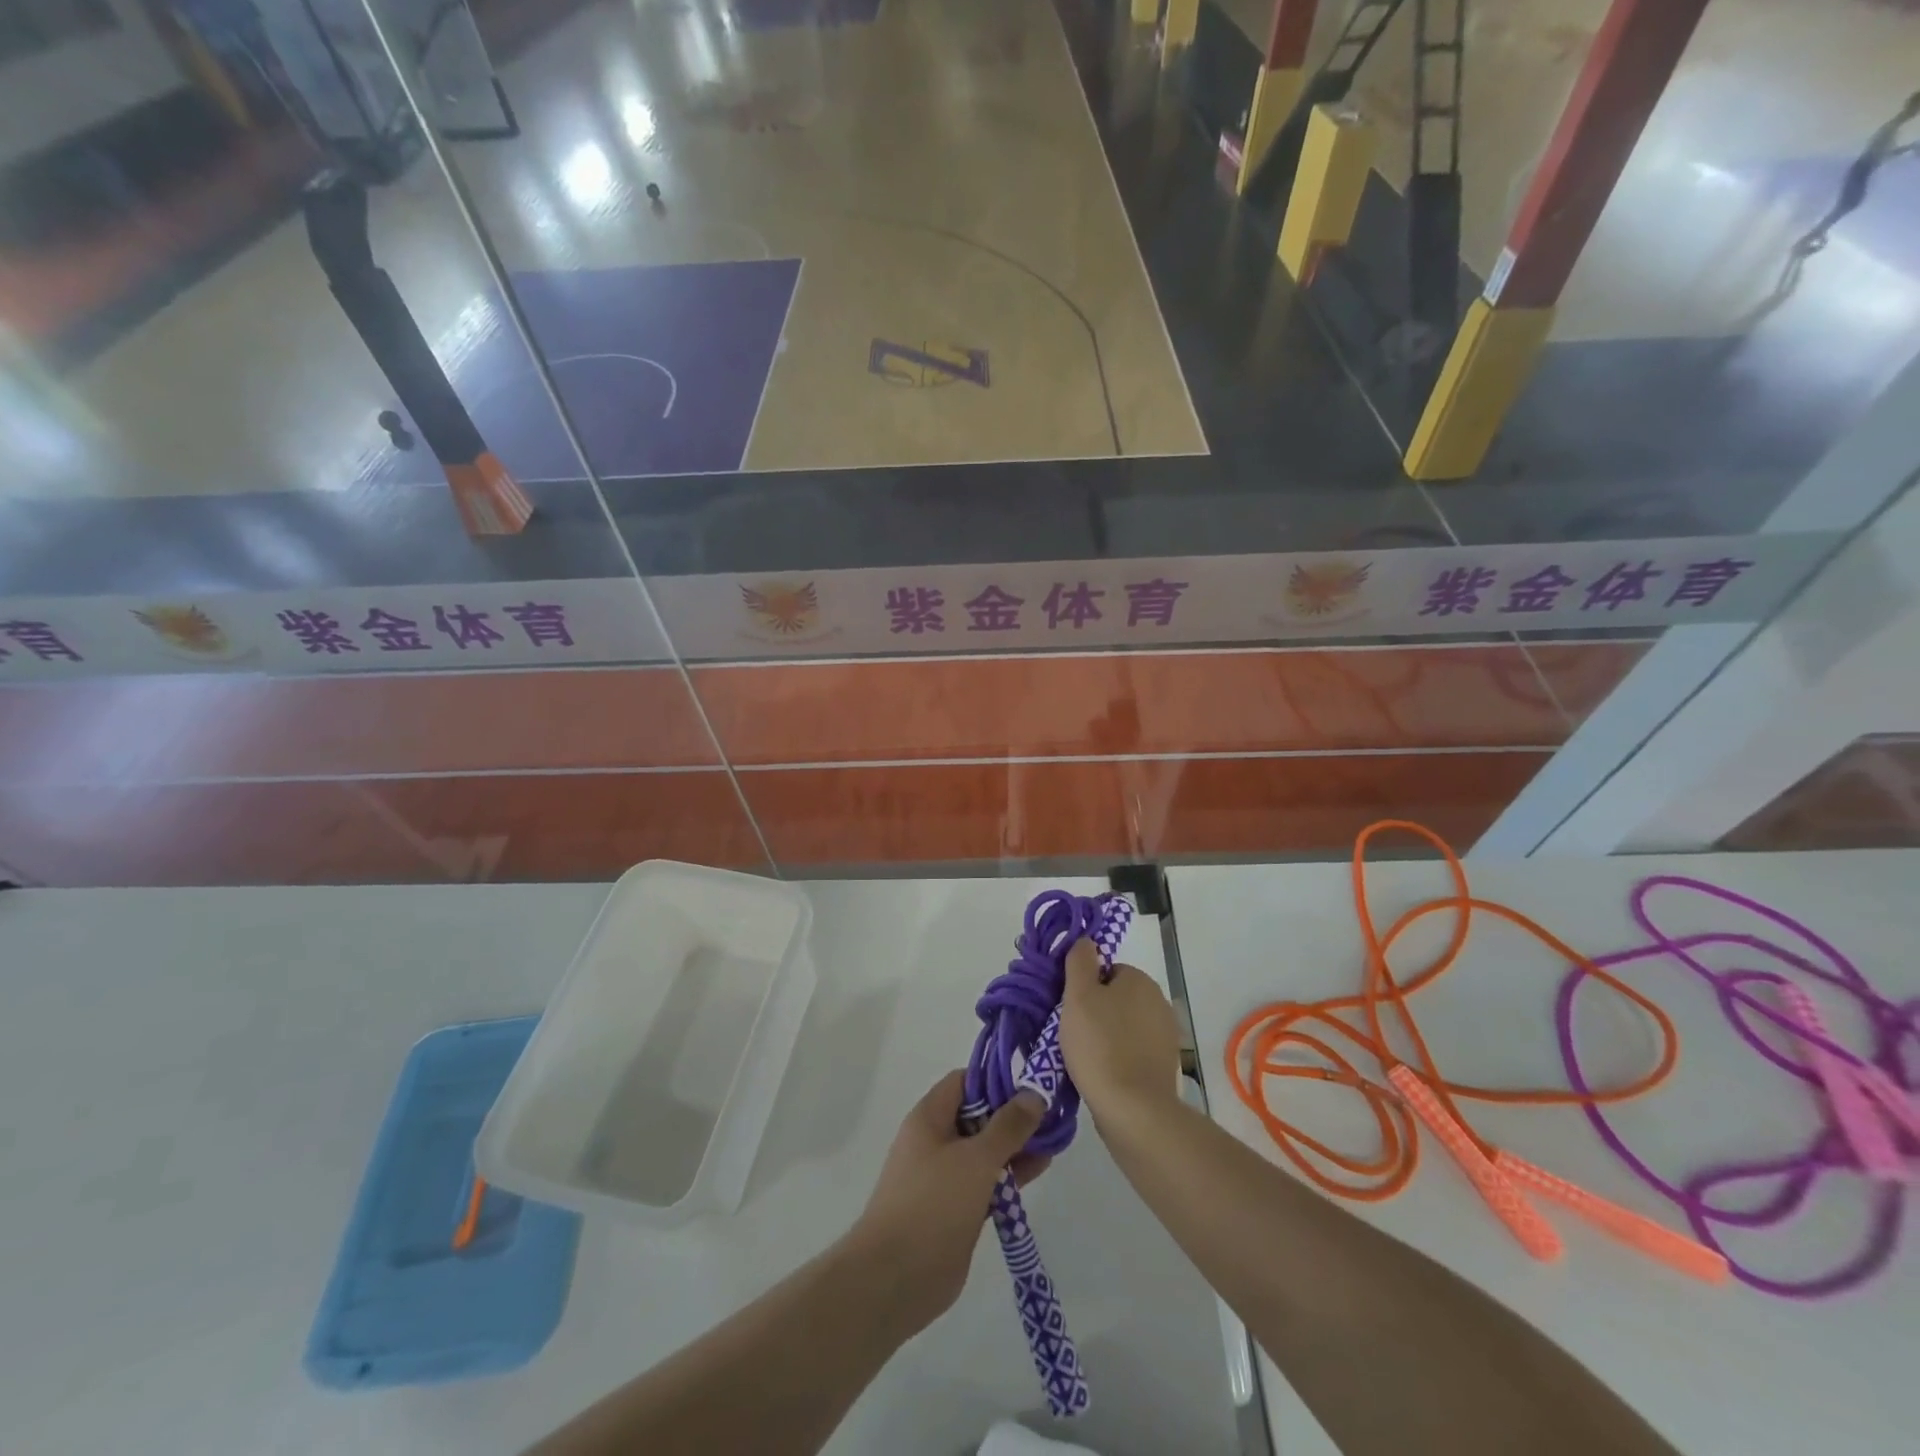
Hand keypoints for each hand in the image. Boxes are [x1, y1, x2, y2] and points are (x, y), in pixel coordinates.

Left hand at [846, 1071, 1047, 1337]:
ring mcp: (945, 1176)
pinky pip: (987, 1181)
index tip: (1031, 1085)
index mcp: (930, 1117)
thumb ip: (1008, 1126)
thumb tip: (1033, 1093)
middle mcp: (936, 1140)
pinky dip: (1010, 1175)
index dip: (996, 1079)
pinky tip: (1040, 1170)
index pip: (965, 1081)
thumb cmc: (933, 1204)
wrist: (896, 1279)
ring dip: (1016, 1146)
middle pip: (978, 1115)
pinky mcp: (956, 1208)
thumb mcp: (976, 1159)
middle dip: (1013, 1115)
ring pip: (985, 1150)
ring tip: (1055, 1141)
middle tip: (1052, 1114)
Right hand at [1060, 938, 1181, 1120]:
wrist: (1133, 1109)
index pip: (1106, 971)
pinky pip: (1133, 1051)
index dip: (1084, 988)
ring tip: (1085, 1058)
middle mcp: (1159, 1002)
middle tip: (1073, 1032)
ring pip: (1124, 1025)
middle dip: (1095, 1012)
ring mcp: (1165, 1036)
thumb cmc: (1100, 1045)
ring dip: (1106, 1036)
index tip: (1070, 1009)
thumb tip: (1086, 941)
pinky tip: (1103, 1074)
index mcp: (1140, 980)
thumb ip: (1080, 961)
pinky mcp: (1165, 1066)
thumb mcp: (1078, 995)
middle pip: (1115, 997)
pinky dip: (1119, 1058)